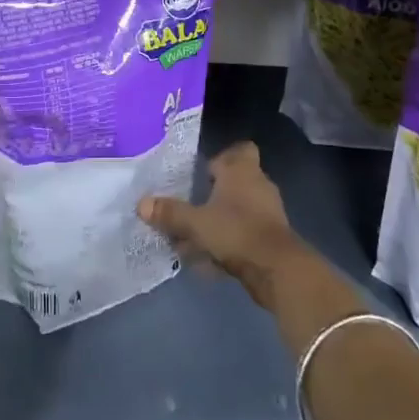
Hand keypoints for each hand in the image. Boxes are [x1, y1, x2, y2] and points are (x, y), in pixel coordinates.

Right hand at [138, 141, 311, 307]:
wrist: (277, 270)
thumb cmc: (236, 231)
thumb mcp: (195, 223)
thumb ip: (169, 213)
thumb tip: (141, 204)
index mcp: (241, 171)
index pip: (240, 150)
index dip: (223, 157)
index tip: (203, 170)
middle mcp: (258, 186)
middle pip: (235, 182)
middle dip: (213, 193)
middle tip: (189, 203)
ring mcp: (267, 213)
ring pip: (238, 210)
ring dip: (218, 220)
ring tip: (190, 237)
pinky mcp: (270, 238)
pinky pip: (243, 233)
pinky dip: (227, 242)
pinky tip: (206, 260)